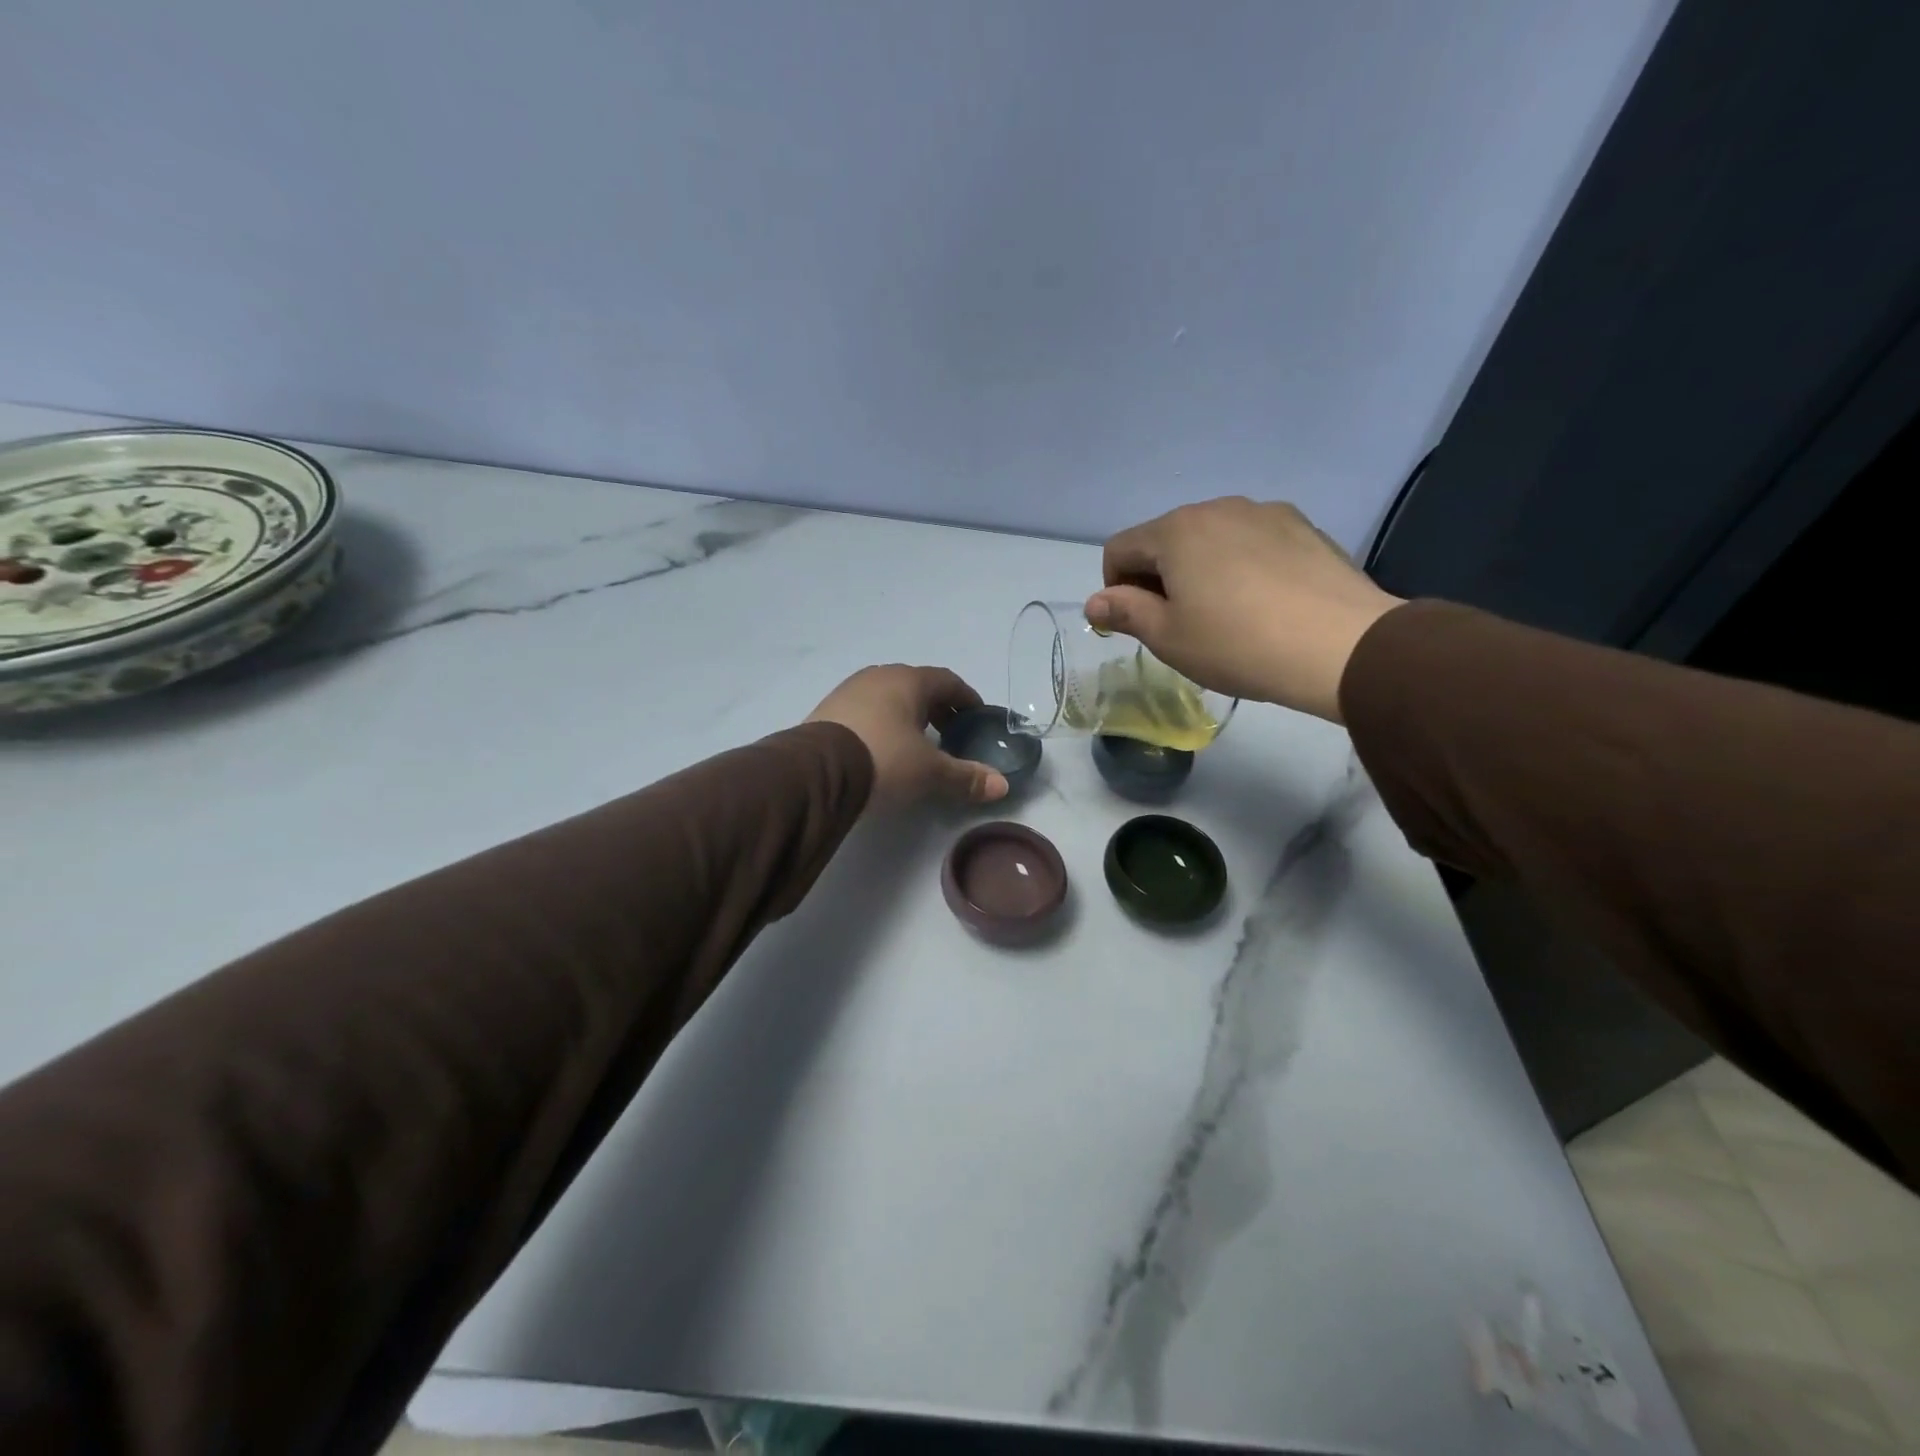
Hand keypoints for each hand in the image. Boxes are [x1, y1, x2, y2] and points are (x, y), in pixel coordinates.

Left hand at [808, 665, 1010, 808]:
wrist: (817, 772)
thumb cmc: (884, 759)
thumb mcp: (930, 772)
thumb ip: (966, 777)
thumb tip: (1002, 786)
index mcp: (908, 681)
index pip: (947, 681)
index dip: (966, 698)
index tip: (977, 717)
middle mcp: (878, 677)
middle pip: (917, 687)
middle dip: (937, 708)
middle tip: (950, 734)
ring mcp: (848, 691)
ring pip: (888, 697)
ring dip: (907, 716)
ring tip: (916, 744)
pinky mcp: (827, 711)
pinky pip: (865, 711)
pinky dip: (881, 724)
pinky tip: (881, 748)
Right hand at [1085, 498, 1402, 722]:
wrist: (1341, 646)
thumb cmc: (1237, 644)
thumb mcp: (1168, 637)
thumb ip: (1125, 612)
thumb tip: (1096, 602)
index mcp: (1175, 531)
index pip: (1119, 549)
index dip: (1114, 588)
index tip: (1135, 623)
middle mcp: (1216, 508)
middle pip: (1165, 538)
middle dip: (1158, 577)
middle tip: (1178, 624)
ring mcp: (1264, 512)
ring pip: (1210, 538)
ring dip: (1199, 569)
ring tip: (1224, 613)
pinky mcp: (1302, 526)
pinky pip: (1251, 541)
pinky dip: (1241, 564)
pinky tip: (1263, 601)